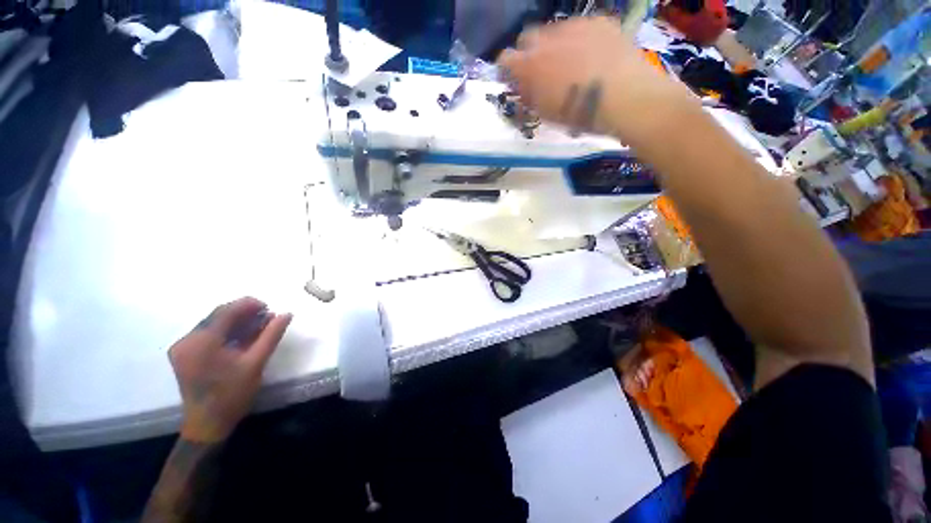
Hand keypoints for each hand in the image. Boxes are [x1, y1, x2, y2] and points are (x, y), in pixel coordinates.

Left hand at [169, 297, 291, 442]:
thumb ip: (271, 335)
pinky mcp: (184, 354)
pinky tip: (242, 337)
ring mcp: (182, 347)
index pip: (225, 311)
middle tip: (267, 318)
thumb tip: (287, 313)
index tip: (269, 307)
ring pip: (213, 324)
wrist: (207, 424)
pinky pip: (208, 334)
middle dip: (244, 313)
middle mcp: (187, 340)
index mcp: (201, 342)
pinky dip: (227, 332)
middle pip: (218, 316)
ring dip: (237, 322)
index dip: (249, 304)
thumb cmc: (232, 394)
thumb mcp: (256, 362)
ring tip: (259, 327)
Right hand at [498, 17, 690, 141]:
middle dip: (530, 53)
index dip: (508, 70)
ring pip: (554, 30)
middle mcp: (547, 39)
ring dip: (555, 45)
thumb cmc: (581, 114)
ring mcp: (574, 25)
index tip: (514, 80)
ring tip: (571, 64)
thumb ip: (529, 97)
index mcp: (531, 66)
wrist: (626, 97)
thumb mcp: (546, 114)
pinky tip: (592, 56)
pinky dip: (580, 39)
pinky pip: (580, 27)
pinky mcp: (599, 21)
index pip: (505, 60)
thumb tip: (522, 88)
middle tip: (542, 71)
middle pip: (527, 38)